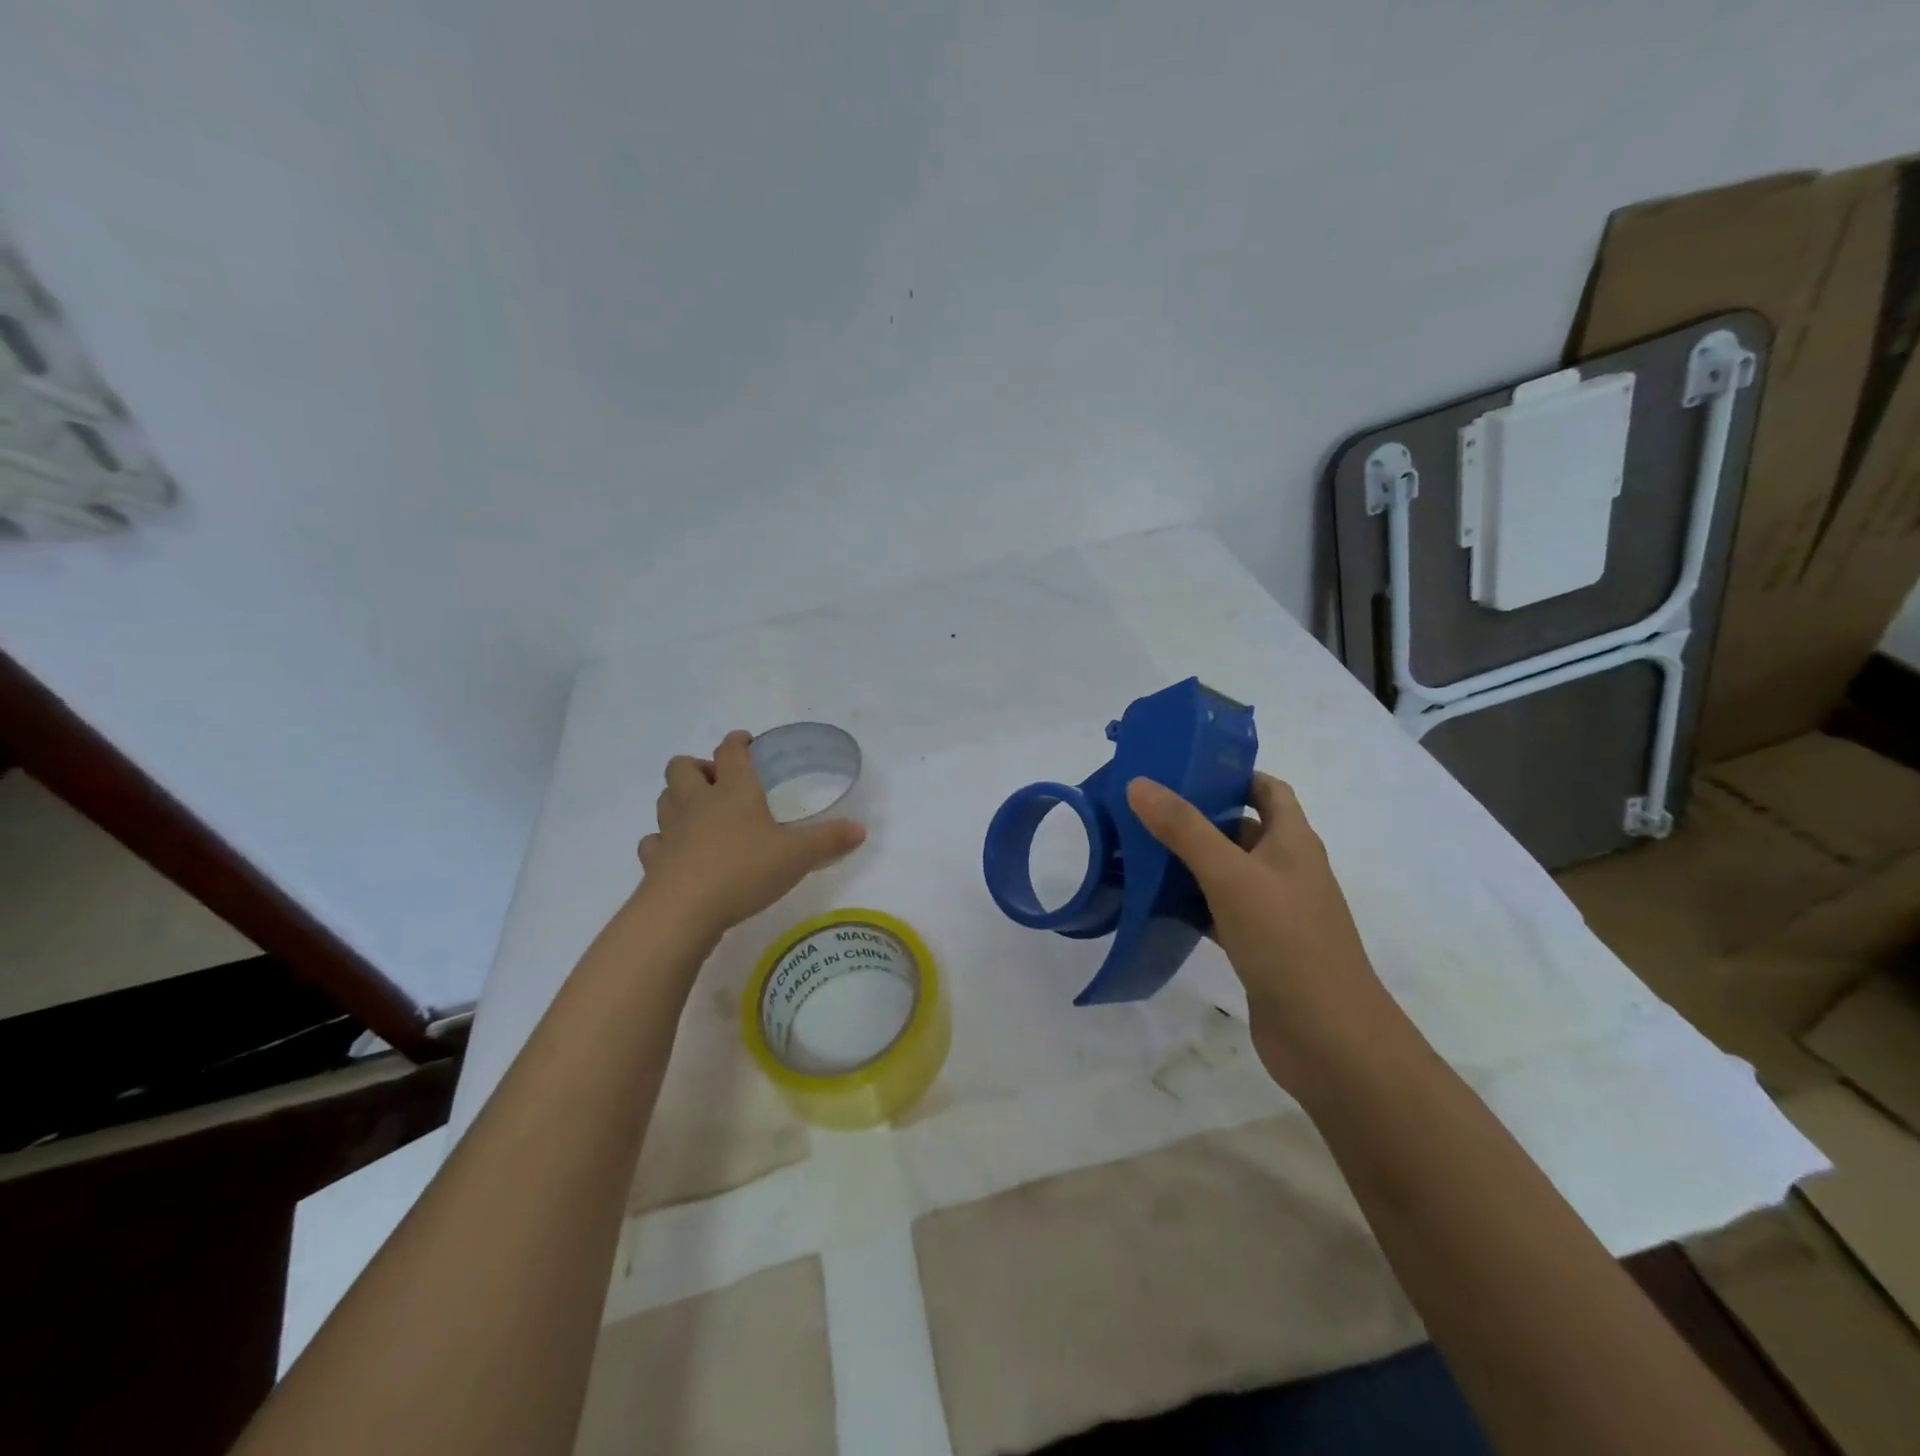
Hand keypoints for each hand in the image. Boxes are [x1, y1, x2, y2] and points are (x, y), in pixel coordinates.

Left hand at [637, 730, 866, 937]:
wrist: (683, 911)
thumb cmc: (744, 870)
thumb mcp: (797, 856)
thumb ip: (829, 841)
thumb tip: (861, 829)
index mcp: (734, 790)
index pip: (731, 751)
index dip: (737, 742)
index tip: (745, 742)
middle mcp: (698, 802)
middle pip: (683, 767)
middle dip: (698, 767)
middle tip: (719, 783)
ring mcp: (671, 831)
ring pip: (665, 799)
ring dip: (679, 799)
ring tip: (699, 814)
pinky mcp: (654, 861)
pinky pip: (653, 842)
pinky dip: (663, 842)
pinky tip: (677, 853)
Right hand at [1126, 773, 1400, 1090]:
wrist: (1329, 1039)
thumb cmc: (1286, 941)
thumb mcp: (1231, 876)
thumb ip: (1184, 829)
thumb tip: (1140, 784)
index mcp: (1293, 842)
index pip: (1268, 789)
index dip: (1233, 773)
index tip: (1183, 767)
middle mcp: (1287, 870)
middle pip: (1241, 828)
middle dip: (1198, 815)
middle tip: (1144, 807)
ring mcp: (1273, 911)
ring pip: (1226, 872)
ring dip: (1189, 860)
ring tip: (1138, 848)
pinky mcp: (1258, 947)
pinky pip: (1219, 910)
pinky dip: (1191, 902)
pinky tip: (1155, 902)